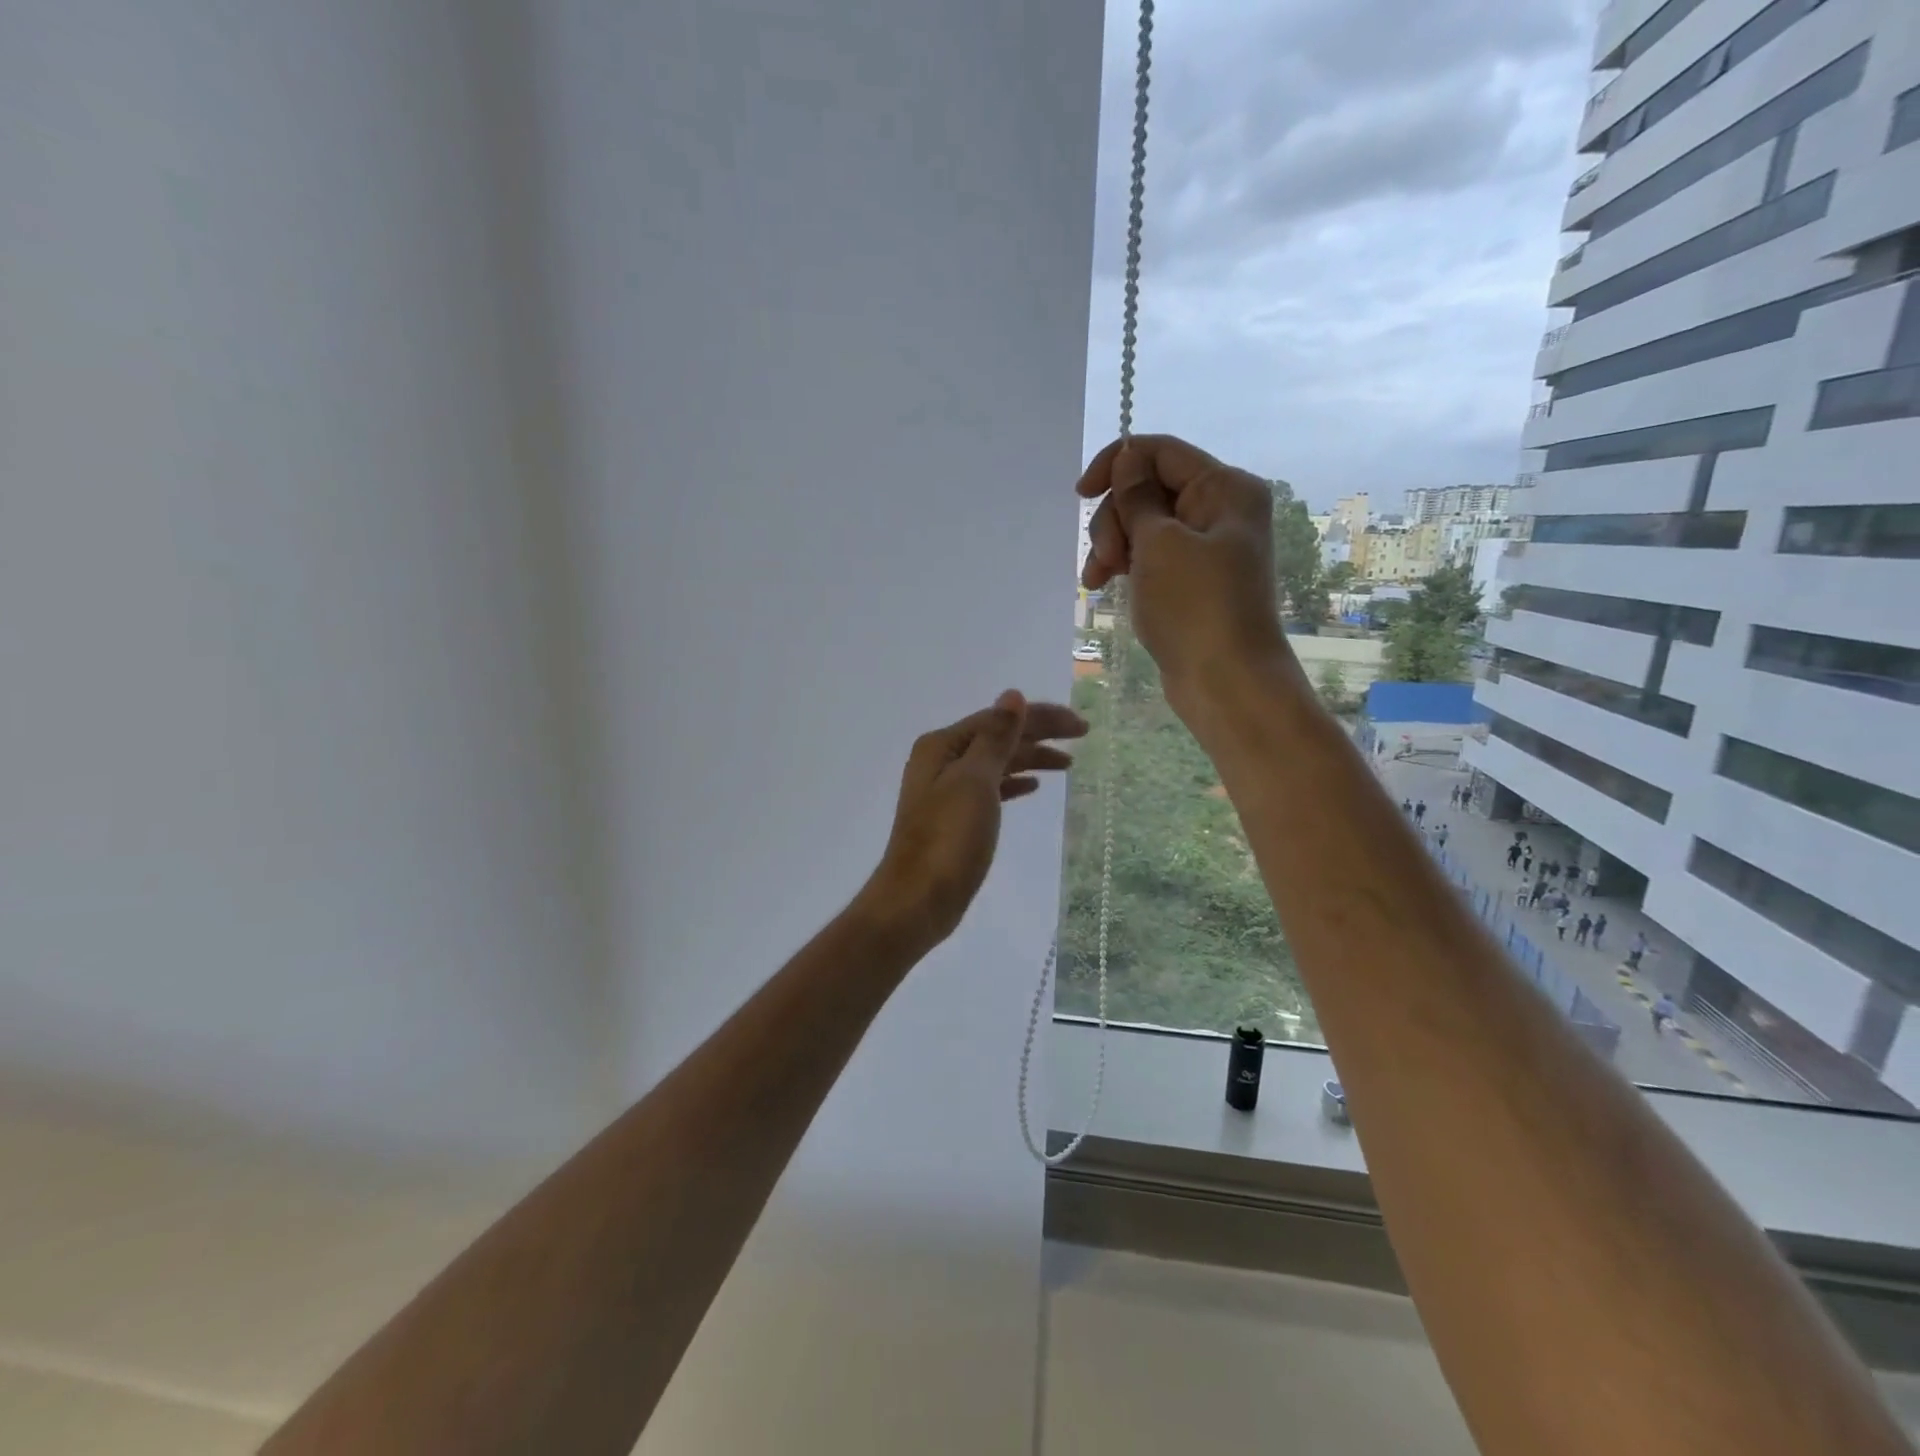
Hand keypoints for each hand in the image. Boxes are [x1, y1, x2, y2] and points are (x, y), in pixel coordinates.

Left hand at [860, 691, 1087, 950]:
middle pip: (999, 737)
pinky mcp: (955, 819)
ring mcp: (946, 791)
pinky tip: (1034, 787)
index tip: (1081, 726)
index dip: (1042, 717)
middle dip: (1039, 734)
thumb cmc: (948, 839)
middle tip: (1082, 736)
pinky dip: (1013, 783)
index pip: (1000, 718)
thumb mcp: (975, 781)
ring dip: (1030, 758)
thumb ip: (995, 737)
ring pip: (997, 763)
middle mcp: (942, 761)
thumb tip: (1012, 695)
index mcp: (943, 746)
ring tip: (1067, 764)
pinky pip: (991, 788)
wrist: (917, 901)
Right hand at [1077, 434, 1297, 718]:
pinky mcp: (1193, 580)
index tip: (1080, 495)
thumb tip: (1128, 459)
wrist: (1226, 682)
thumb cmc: (1195, 607)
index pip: (1161, 452)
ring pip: (1145, 525)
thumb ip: (1137, 497)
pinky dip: (1127, 565)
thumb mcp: (1159, 544)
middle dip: (1116, 518)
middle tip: (1105, 559)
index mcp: (1225, 488)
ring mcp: (1207, 547)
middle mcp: (1220, 510)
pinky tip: (1105, 585)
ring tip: (1097, 580)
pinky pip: (1151, 555)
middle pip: (1149, 489)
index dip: (1116, 465)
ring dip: (1114, 545)